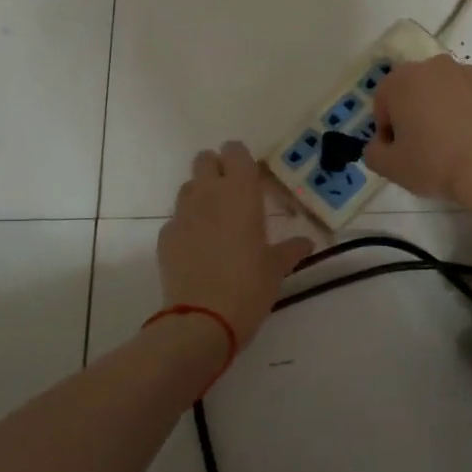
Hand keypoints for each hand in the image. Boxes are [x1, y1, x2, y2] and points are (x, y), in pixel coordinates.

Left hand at [158, 141, 313, 348]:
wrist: (202, 320)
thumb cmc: (249, 287)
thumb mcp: (277, 268)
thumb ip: (291, 250)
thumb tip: (306, 243)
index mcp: (240, 193)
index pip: (235, 152)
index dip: (241, 160)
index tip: (252, 178)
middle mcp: (208, 194)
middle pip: (205, 160)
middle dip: (217, 169)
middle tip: (232, 195)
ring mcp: (182, 214)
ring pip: (188, 187)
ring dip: (200, 195)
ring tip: (215, 222)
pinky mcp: (165, 236)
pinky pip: (176, 219)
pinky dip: (187, 226)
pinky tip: (198, 250)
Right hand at [363, 55, 471, 208]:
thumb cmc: (436, 163)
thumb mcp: (391, 168)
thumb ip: (373, 153)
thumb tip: (379, 145)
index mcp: (402, 80)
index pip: (383, 101)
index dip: (386, 129)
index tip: (398, 152)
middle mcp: (435, 66)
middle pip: (415, 90)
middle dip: (416, 114)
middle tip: (425, 148)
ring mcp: (471, 72)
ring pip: (448, 91)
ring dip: (445, 110)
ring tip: (456, 145)